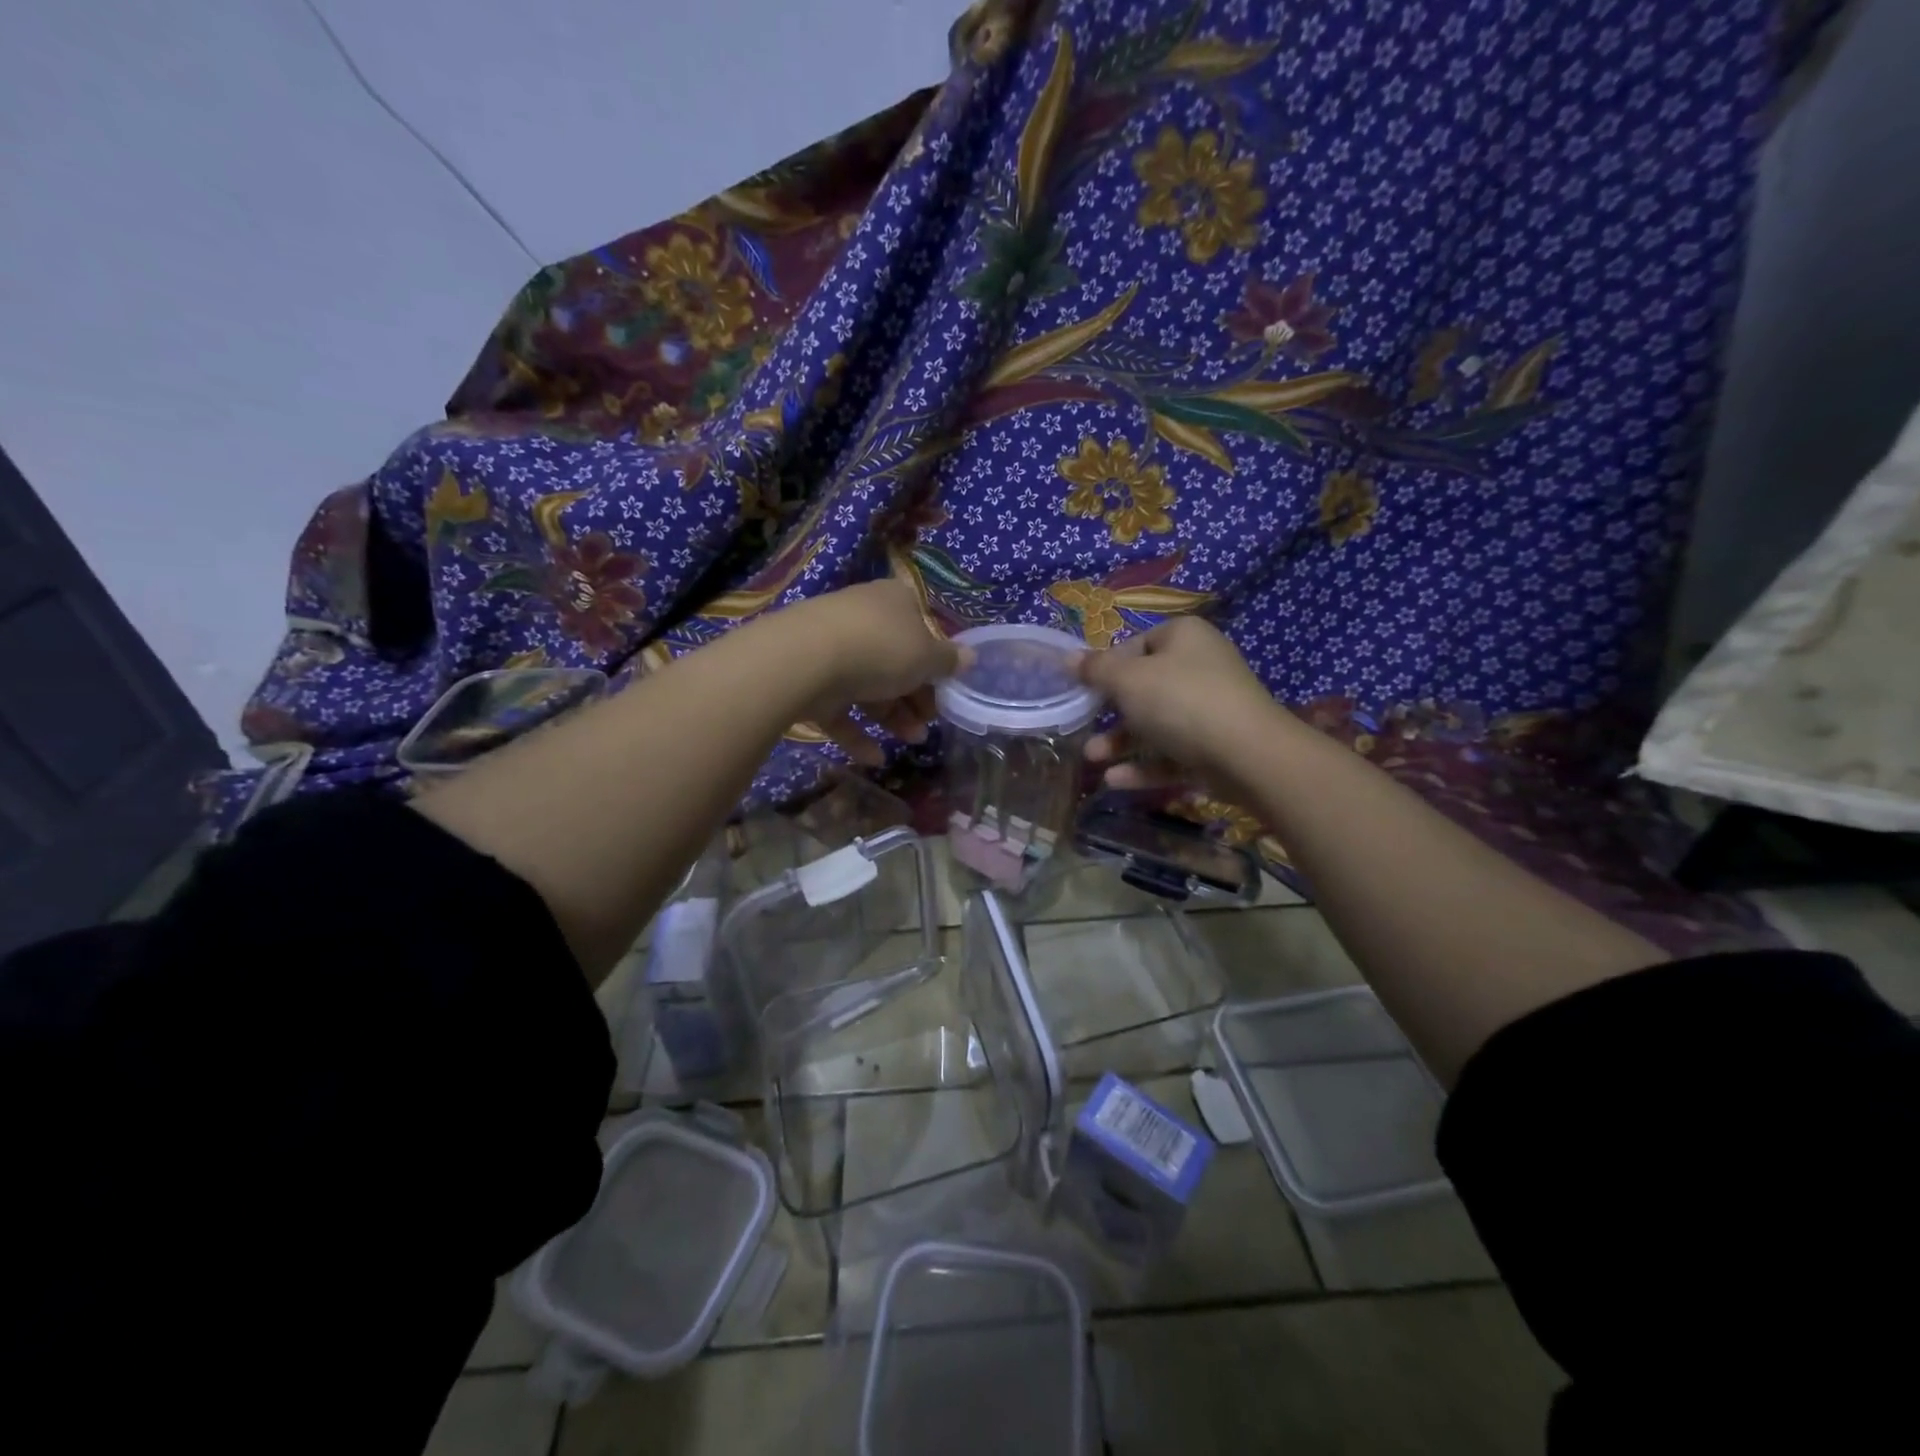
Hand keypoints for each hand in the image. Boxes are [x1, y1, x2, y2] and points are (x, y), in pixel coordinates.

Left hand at [792, 577, 966, 764]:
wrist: (804, 660)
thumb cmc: (880, 649)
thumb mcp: (926, 657)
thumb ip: (949, 661)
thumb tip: (970, 657)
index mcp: (894, 601)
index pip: (922, 627)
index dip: (936, 661)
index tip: (947, 690)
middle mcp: (862, 618)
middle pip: (895, 660)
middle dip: (915, 696)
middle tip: (930, 723)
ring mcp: (830, 648)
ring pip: (868, 685)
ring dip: (893, 716)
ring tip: (912, 740)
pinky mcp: (807, 678)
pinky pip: (839, 707)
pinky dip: (857, 733)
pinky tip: (875, 758)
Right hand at [1078, 617, 1284, 790]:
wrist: (1248, 755)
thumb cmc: (1181, 701)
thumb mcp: (1128, 680)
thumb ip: (1096, 670)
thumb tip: (1068, 657)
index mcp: (1183, 637)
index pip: (1136, 644)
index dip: (1107, 666)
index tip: (1085, 690)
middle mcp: (1200, 666)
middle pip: (1144, 687)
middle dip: (1109, 712)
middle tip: (1083, 726)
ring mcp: (1211, 709)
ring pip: (1156, 724)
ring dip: (1121, 742)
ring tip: (1091, 759)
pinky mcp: (1215, 747)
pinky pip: (1172, 753)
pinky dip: (1144, 766)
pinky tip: (1114, 781)